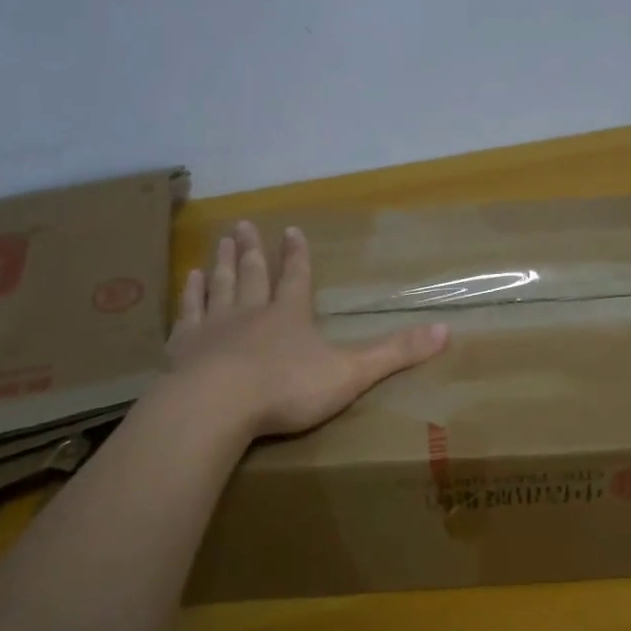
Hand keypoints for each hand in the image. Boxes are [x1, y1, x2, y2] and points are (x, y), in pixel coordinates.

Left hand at [167, 221, 450, 438]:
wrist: (218, 405)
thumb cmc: (287, 389)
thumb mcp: (351, 372)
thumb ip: (395, 353)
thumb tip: (447, 330)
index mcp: (290, 316)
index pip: (297, 278)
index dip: (297, 256)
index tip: (291, 231)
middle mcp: (251, 312)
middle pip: (252, 274)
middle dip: (252, 250)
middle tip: (243, 225)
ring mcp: (214, 327)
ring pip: (219, 286)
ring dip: (221, 263)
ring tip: (219, 242)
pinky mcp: (183, 347)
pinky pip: (187, 313)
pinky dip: (189, 295)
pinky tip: (188, 280)